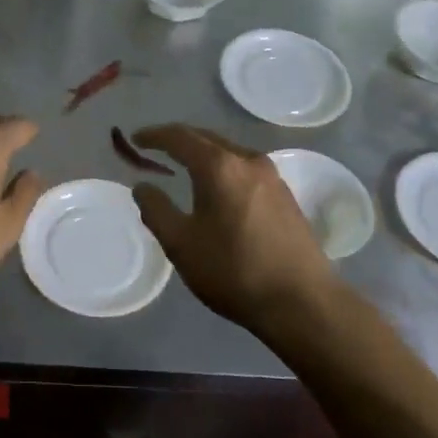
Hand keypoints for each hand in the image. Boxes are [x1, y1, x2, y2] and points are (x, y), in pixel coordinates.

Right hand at [130, 124, 338, 329]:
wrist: (302, 302)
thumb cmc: (234, 270)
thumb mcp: (181, 244)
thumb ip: (156, 210)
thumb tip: (143, 187)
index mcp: (219, 167)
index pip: (180, 137)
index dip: (154, 135)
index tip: (135, 139)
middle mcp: (248, 161)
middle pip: (207, 138)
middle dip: (179, 140)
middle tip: (155, 149)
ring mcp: (272, 177)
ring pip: (229, 152)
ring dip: (203, 153)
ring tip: (183, 166)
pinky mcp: (286, 195)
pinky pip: (245, 168)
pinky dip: (223, 168)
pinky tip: (217, 188)